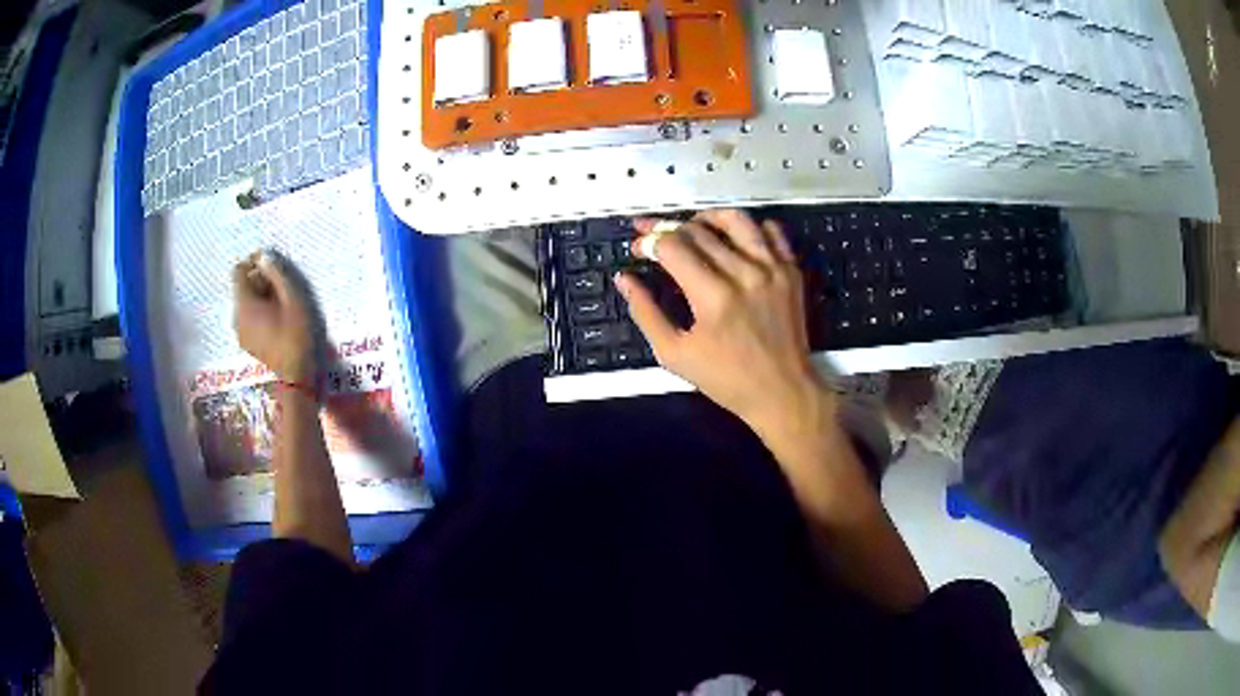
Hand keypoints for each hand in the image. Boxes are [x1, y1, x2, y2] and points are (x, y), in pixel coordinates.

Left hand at [233, 251, 318, 382]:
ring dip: (259, 297)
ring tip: (280, 305)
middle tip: (281, 287)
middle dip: (259, 281)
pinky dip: (258, 312)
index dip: (253, 262)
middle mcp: (236, 316)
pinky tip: (275, 321)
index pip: (238, 271)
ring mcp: (239, 331)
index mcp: (245, 304)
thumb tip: (264, 257)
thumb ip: (277, 275)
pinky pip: (247, 317)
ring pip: (245, 303)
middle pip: (242, 287)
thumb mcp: (293, 300)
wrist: (294, 376)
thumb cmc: (295, 335)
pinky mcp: (245, 341)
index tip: (270, 265)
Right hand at [617, 210, 832, 438]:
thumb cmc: (726, 378)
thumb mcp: (674, 354)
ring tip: (692, 226)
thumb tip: (624, 279)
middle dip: (668, 228)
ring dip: (707, 218)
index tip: (639, 249)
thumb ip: (645, 313)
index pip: (672, 246)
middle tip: (654, 237)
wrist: (782, 391)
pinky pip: (771, 231)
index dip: (648, 242)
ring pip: (735, 220)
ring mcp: (772, 269)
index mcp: (712, 296)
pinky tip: (734, 239)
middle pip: (698, 230)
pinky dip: (749, 227)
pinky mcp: (790, 270)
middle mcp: (744, 273)